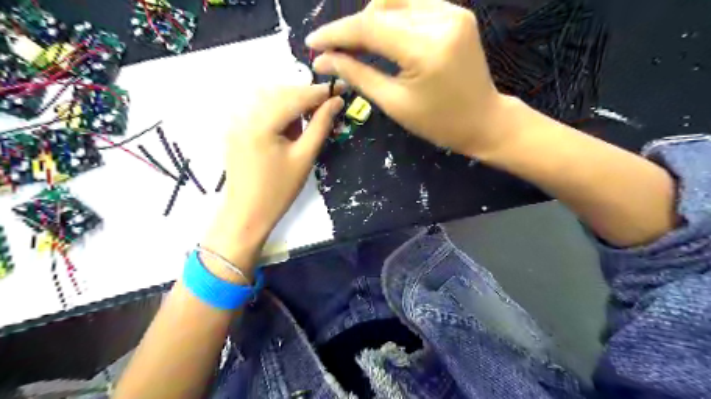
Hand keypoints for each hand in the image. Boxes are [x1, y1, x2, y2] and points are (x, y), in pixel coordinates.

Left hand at [199, 84, 344, 277]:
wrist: (247, 213)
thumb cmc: (279, 191)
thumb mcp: (304, 158)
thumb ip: (320, 126)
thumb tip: (336, 102)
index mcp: (261, 123)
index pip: (295, 97)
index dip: (319, 92)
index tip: (340, 88)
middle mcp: (244, 115)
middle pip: (281, 93)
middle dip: (306, 96)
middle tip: (328, 104)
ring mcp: (236, 121)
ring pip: (270, 98)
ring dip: (292, 102)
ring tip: (310, 117)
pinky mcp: (235, 128)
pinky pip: (260, 109)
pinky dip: (278, 111)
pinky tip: (290, 124)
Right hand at [306, 0, 517, 157]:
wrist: (483, 120)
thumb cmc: (438, 123)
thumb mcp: (394, 103)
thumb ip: (358, 75)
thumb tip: (324, 60)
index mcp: (426, 48)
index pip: (369, 27)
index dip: (336, 33)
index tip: (313, 44)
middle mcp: (442, 19)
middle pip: (381, 8)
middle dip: (352, 28)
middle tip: (335, 51)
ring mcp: (453, 11)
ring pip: (396, 1)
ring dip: (372, 19)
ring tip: (358, 45)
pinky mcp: (457, 12)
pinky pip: (414, 5)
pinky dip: (393, 17)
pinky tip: (385, 36)